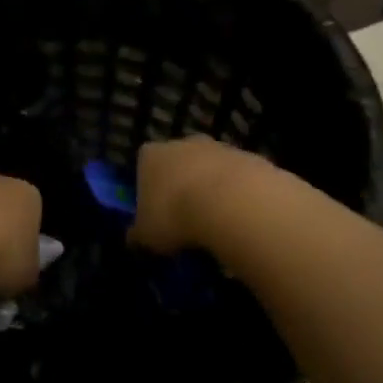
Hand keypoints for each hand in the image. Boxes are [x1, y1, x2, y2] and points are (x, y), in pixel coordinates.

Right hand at [128, 136, 272, 254]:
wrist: (234, 204)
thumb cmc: (176, 216)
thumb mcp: (146, 236)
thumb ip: (137, 236)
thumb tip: (133, 239)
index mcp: (151, 155)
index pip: (143, 164)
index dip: (147, 188)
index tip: (154, 212)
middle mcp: (183, 143)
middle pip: (178, 163)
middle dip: (181, 186)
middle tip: (185, 218)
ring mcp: (219, 147)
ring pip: (210, 170)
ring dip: (212, 190)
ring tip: (215, 224)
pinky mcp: (250, 158)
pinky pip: (238, 179)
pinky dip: (237, 195)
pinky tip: (239, 219)